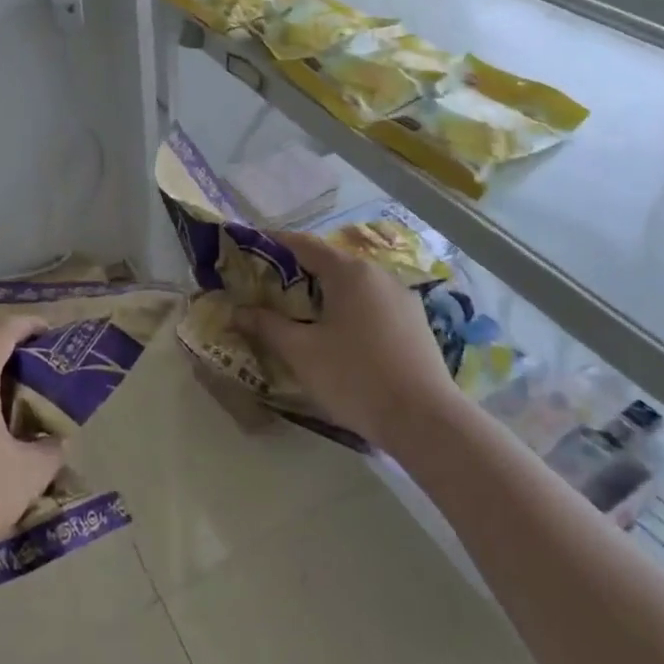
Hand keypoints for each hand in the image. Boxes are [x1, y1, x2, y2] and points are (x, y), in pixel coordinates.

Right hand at [237, 231, 457, 448]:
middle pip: (329, 262)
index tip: (249, 245)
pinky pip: (372, 304)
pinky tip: (339, 334)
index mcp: (349, 272)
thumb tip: (237, 311)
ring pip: (353, 285)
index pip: (303, 244)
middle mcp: (377, 274)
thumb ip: (267, 326)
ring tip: (299, 311)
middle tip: (267, 286)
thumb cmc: (356, 377)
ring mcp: (401, 297)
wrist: (426, 421)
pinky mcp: (415, 322)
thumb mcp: (302, 352)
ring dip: (324, 292)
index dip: (273, 242)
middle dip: (297, 271)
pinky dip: (348, 308)